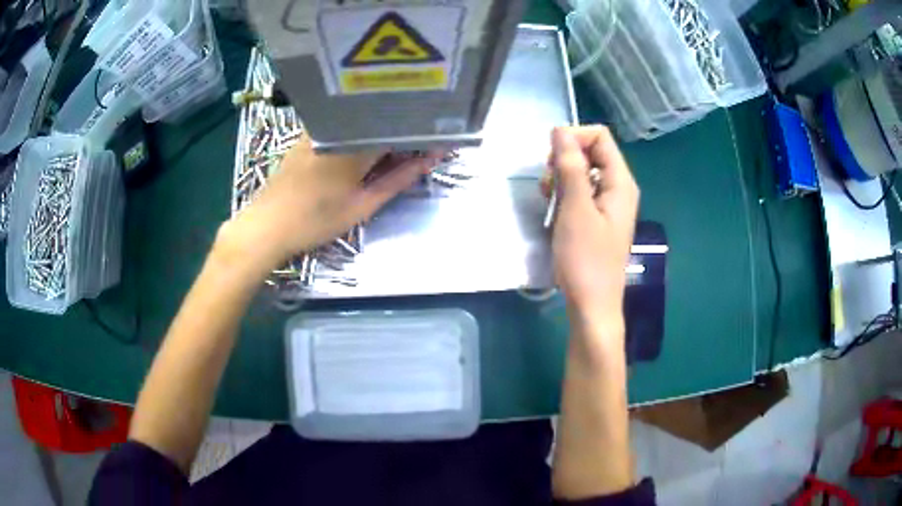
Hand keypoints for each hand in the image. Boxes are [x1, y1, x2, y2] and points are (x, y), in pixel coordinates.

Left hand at [219, 137, 440, 276]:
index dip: (421, 130)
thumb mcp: (362, 206)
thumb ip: (398, 179)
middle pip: (380, 116)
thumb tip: (431, 159)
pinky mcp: (307, 133)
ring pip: (360, 118)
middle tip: (422, 140)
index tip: (439, 136)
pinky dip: (359, 130)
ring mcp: (320, 127)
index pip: (398, 125)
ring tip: (396, 141)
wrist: (266, 226)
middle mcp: (338, 125)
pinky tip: (365, 142)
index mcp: (356, 142)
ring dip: (382, 126)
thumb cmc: (315, 221)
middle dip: (403, 126)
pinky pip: (342, 122)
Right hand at [546, 126, 639, 323]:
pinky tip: (555, 212)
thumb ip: (570, 167)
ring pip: (583, 172)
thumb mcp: (575, 209)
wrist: (592, 305)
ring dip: (561, 179)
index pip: (600, 137)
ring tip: (549, 201)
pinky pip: (581, 192)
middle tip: (548, 184)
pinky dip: (565, 195)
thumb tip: (560, 130)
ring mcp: (608, 204)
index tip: (550, 158)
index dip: (573, 138)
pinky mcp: (597, 218)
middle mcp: (618, 188)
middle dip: (564, 160)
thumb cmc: (585, 259)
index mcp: (620, 182)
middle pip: (591, 152)